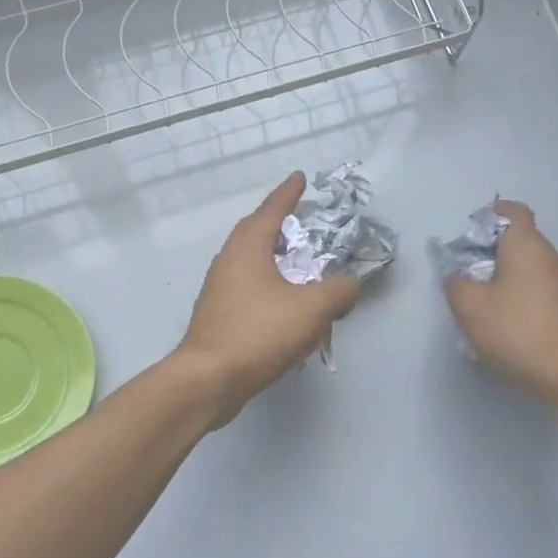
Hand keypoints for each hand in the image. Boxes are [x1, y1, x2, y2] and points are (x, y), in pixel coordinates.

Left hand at [176, 173, 360, 425]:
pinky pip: (248, 290)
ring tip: (298, 264)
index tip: (299, 177)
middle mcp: (229, 262)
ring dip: (273, 258)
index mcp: (248, 248)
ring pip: (250, 263)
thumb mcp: (311, 309)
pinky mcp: (218, 317)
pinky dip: (269, 288)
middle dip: (278, 224)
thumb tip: (349, 285)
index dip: (288, 193)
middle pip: (255, 233)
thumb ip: (338, 291)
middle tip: (300, 221)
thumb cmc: (258, 333)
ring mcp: (219, 290)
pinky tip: (285, 307)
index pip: (272, 210)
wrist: (208, 380)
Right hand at [445, 201, 557, 403]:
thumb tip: (459, 275)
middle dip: (492, 251)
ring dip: (506, 277)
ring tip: (484, 304)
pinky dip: (522, 298)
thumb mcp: (469, 307)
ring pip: (530, 268)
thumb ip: (456, 283)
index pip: (513, 211)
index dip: (490, 215)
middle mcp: (551, 257)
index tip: (470, 236)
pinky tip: (508, 326)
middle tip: (467, 274)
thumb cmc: (517, 331)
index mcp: (527, 245)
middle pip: (520, 239)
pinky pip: (540, 291)